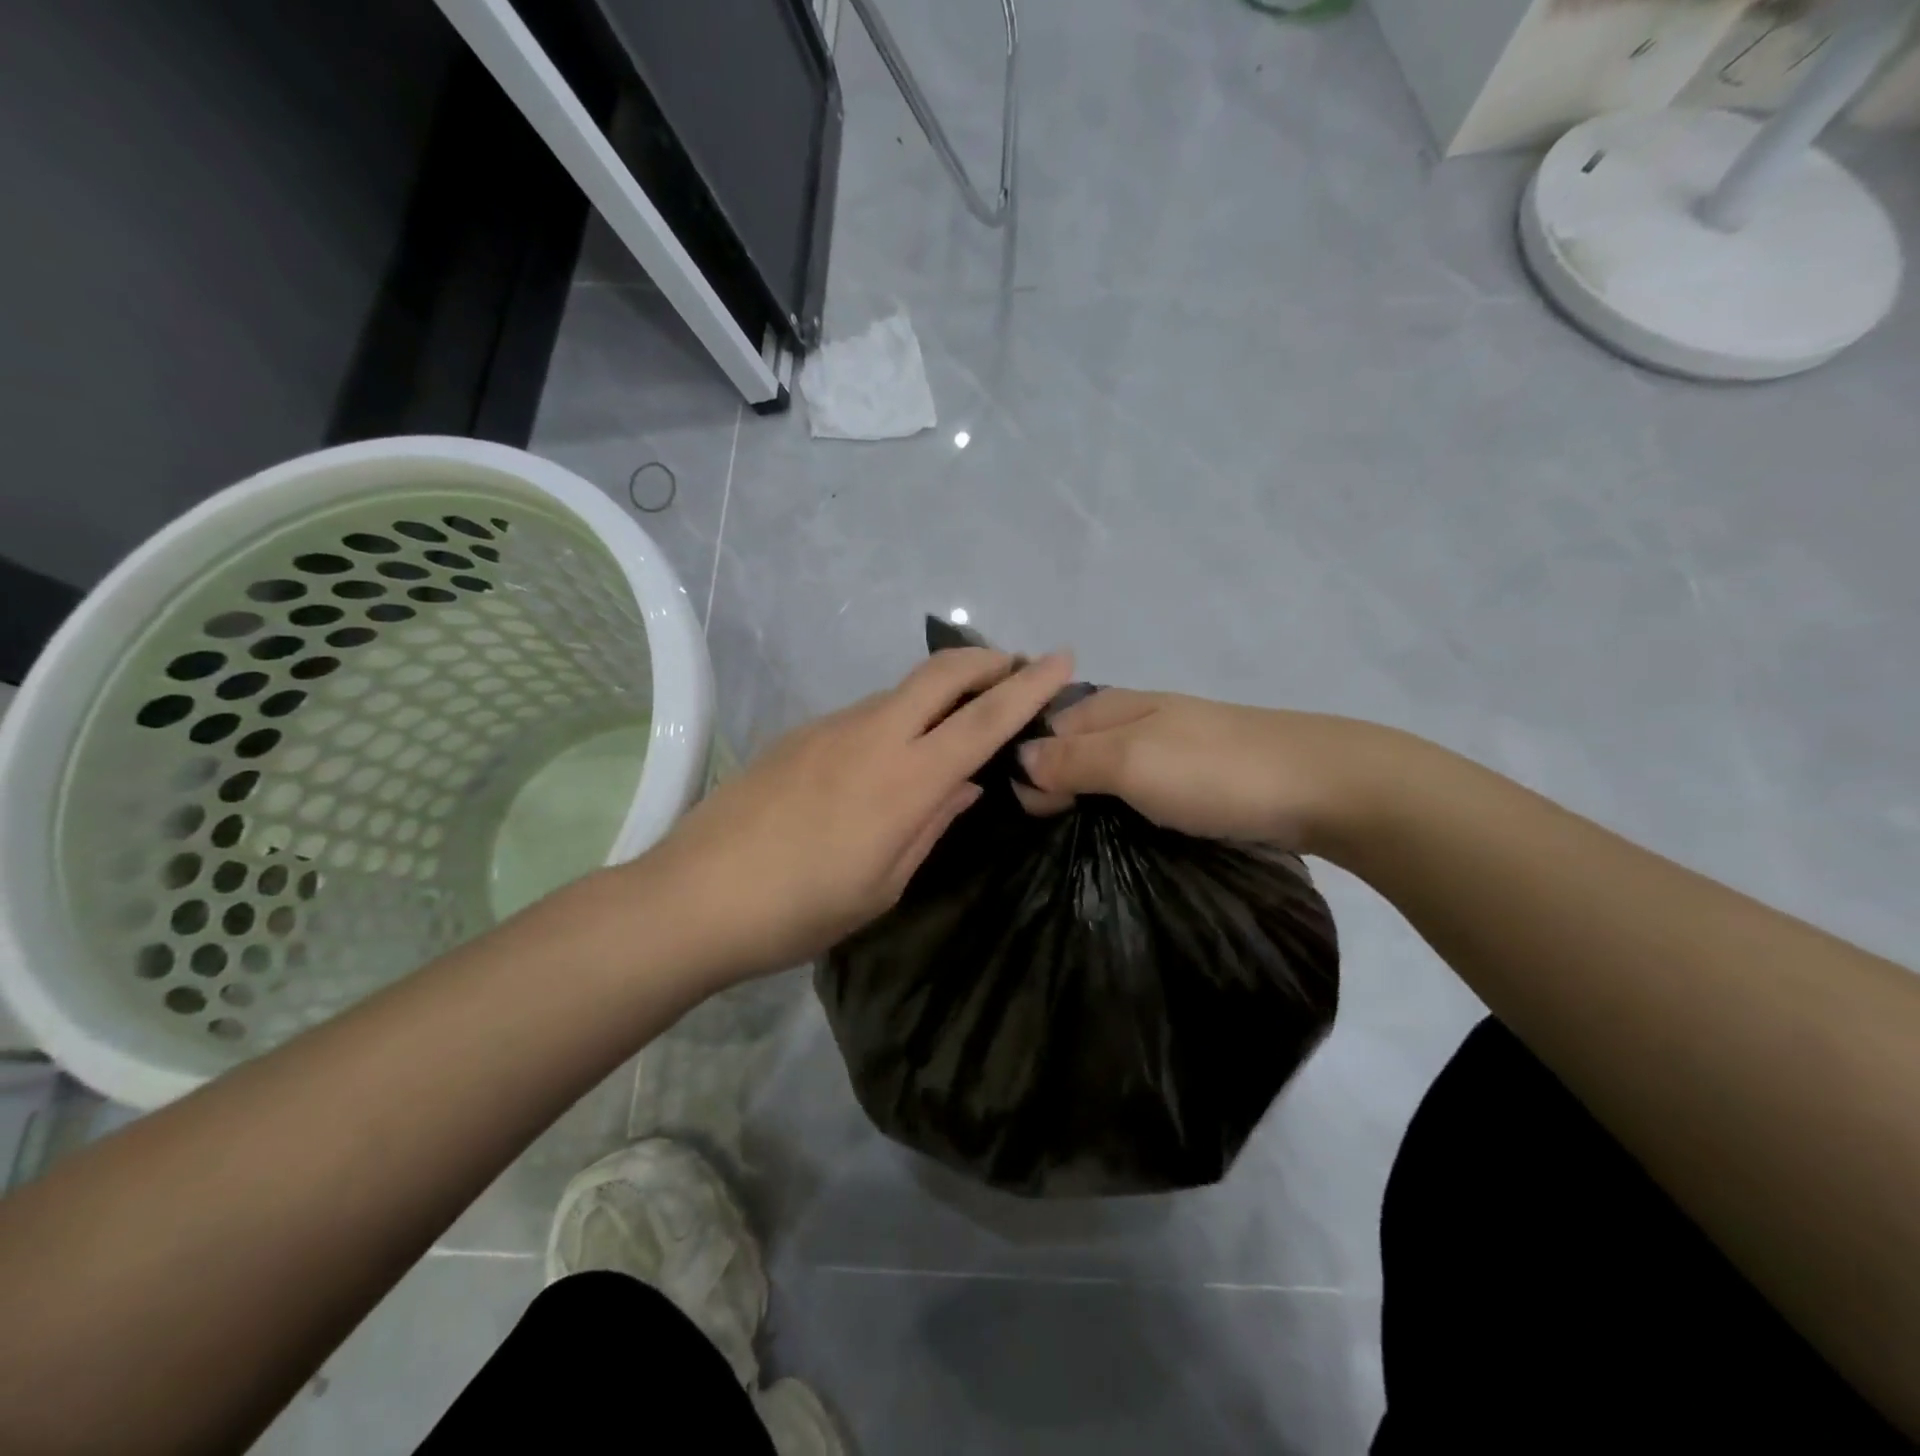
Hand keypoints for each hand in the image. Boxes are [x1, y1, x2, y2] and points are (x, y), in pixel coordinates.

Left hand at [638, 647, 1075, 984]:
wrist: (695, 897)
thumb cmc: (800, 910)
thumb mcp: (884, 885)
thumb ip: (931, 824)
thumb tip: (964, 785)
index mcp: (905, 781)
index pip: (983, 721)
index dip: (1028, 687)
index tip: (1062, 659)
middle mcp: (872, 736)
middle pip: (941, 673)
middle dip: (988, 660)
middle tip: (1017, 667)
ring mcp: (831, 728)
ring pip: (901, 690)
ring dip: (941, 690)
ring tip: (958, 718)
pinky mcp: (800, 733)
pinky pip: (865, 712)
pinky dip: (898, 715)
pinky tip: (890, 754)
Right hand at [1014, 689, 1407, 853]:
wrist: (1324, 786)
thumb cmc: (1215, 773)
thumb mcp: (1131, 762)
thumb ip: (1071, 759)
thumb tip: (1018, 760)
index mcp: (1113, 706)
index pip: (1046, 729)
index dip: (1027, 769)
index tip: (1026, 818)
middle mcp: (1135, 720)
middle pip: (1074, 748)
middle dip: (1053, 785)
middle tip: (1047, 836)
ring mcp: (1169, 748)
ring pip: (1107, 771)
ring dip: (1087, 800)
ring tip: (1075, 843)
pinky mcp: (1196, 778)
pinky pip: (1140, 789)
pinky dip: (1122, 809)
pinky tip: (1122, 834)